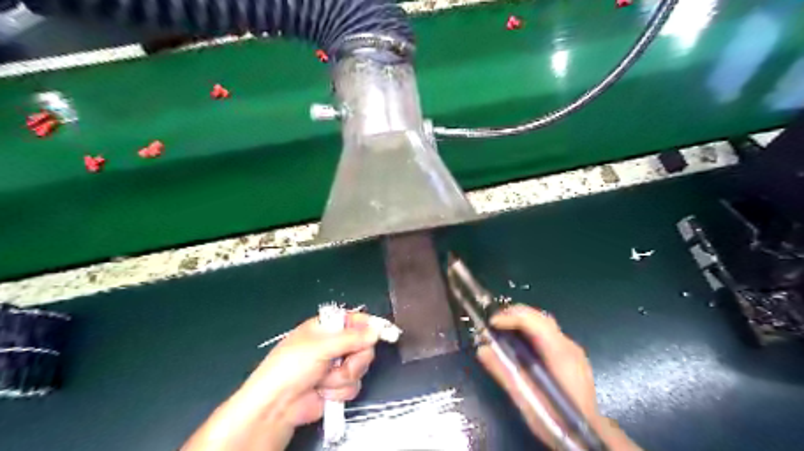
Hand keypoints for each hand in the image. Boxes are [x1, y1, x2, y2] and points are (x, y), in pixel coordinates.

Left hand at [181, 313, 380, 449]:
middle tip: (343, 362)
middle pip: (364, 345)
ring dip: (343, 377)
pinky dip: (339, 390)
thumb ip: (352, 338)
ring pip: (360, 367)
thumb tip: (377, 330)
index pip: (356, 320)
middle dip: (355, 358)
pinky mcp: (337, 386)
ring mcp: (336, 366)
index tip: (386, 332)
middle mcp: (334, 344)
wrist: (277, 406)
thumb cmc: (293, 366)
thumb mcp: (321, 346)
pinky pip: (353, 385)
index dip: (371, 325)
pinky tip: (323, 392)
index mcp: (327, 327)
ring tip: (324, 380)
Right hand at [477, 305, 640, 449]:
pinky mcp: (571, 355)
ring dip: (521, 320)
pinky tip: (519, 341)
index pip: (535, 322)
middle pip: (540, 317)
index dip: (511, 317)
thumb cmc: (557, 420)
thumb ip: (504, 372)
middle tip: (493, 322)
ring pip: (544, 322)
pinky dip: (529, 329)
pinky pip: (547, 332)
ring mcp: (572, 349)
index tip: (491, 323)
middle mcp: (568, 346)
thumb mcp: (526, 399)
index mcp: (560, 354)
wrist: (589, 437)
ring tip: (502, 328)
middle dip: (514, 314)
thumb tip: (482, 349)